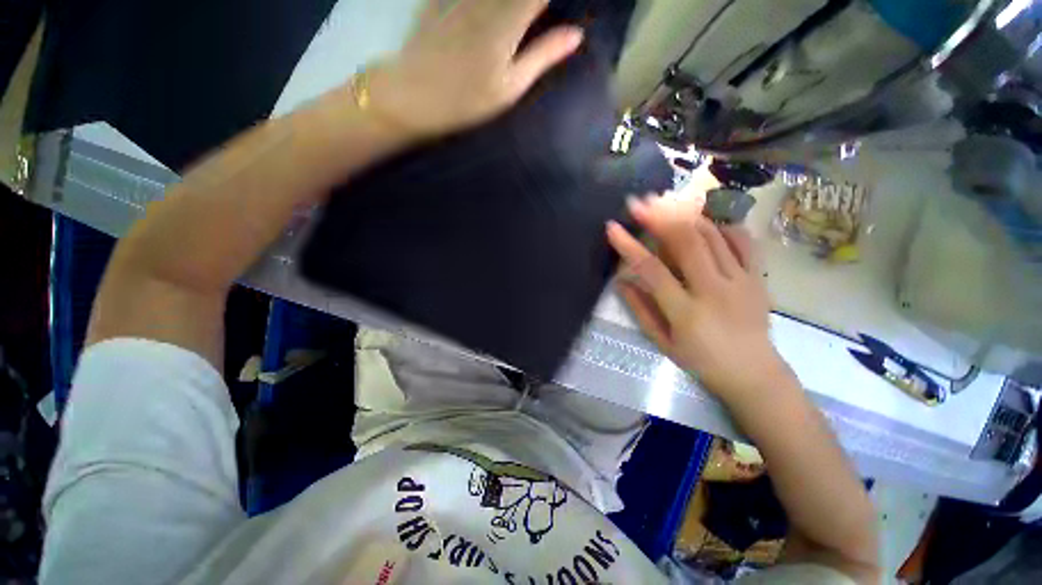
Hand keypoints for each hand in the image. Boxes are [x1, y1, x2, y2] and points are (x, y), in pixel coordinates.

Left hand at [368, 0, 582, 138]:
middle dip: (534, 3)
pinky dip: (487, 1)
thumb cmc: (467, 99)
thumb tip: (576, 34)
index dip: (553, 0)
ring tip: (521, 17)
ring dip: (514, 2)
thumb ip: (542, 55)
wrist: (414, 94)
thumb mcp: (510, 87)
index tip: (562, 10)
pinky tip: (494, 11)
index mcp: (510, 17)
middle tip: (537, 17)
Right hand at [606, 196, 791, 402]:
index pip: (652, 270)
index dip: (629, 246)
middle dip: (659, 217)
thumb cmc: (700, 361)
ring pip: (712, 235)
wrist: (753, 373)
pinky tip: (705, 220)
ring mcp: (741, 280)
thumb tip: (621, 281)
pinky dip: (722, 225)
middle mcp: (714, 290)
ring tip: (665, 201)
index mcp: (686, 311)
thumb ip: (640, 309)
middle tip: (639, 202)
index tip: (612, 227)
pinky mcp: (758, 277)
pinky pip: (743, 240)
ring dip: (685, 214)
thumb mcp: (662, 341)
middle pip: (686, 242)